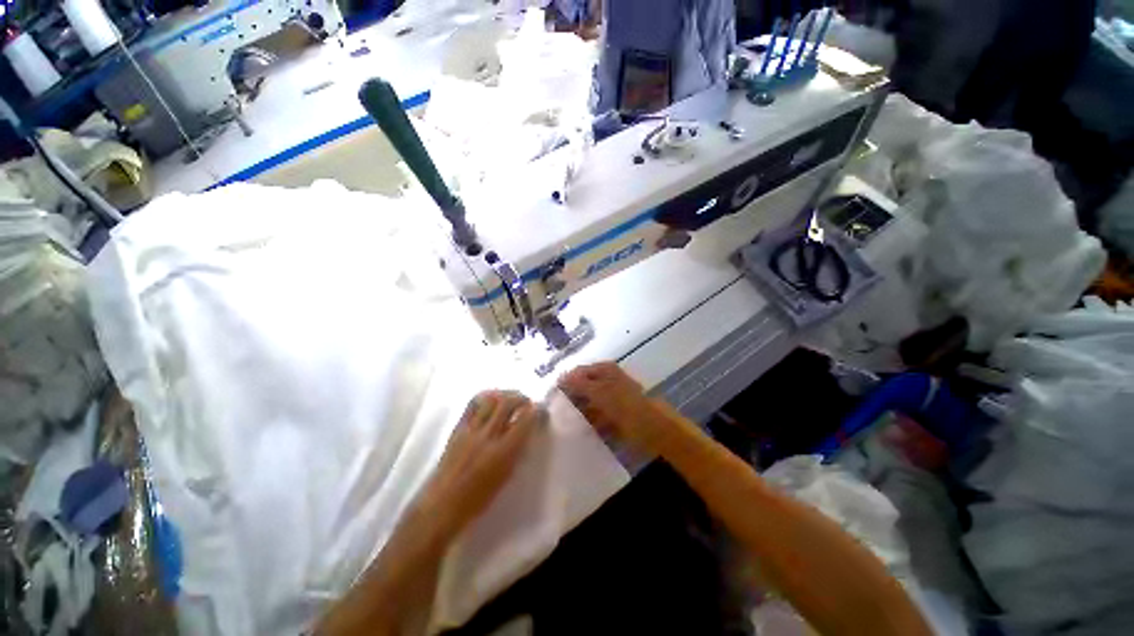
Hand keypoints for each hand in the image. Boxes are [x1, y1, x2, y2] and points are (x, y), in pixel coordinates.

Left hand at [421, 391, 540, 538]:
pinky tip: (491, 399)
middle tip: (527, 402)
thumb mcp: (505, 477)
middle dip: (521, 398)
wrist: (442, 504)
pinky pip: (472, 404)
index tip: (539, 409)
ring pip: (490, 400)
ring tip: (510, 397)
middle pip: (507, 403)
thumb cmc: (478, 499)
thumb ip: (516, 451)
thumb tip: (525, 431)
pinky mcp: (458, 428)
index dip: (535, 411)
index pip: (524, 421)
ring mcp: (471, 430)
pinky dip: (486, 397)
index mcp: (503, 452)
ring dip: (504, 394)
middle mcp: (488, 436)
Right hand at [558, 362, 683, 456]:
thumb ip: (578, 383)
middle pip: (583, 386)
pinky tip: (580, 429)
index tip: (552, 396)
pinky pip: (596, 416)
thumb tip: (560, 377)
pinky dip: (589, 421)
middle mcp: (607, 380)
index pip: (578, 372)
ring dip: (579, 411)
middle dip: (571, 397)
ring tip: (565, 422)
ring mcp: (611, 398)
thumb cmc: (623, 404)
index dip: (565, 382)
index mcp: (604, 369)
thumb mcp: (599, 391)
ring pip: (588, 402)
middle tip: (556, 411)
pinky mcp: (614, 414)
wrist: (651, 428)